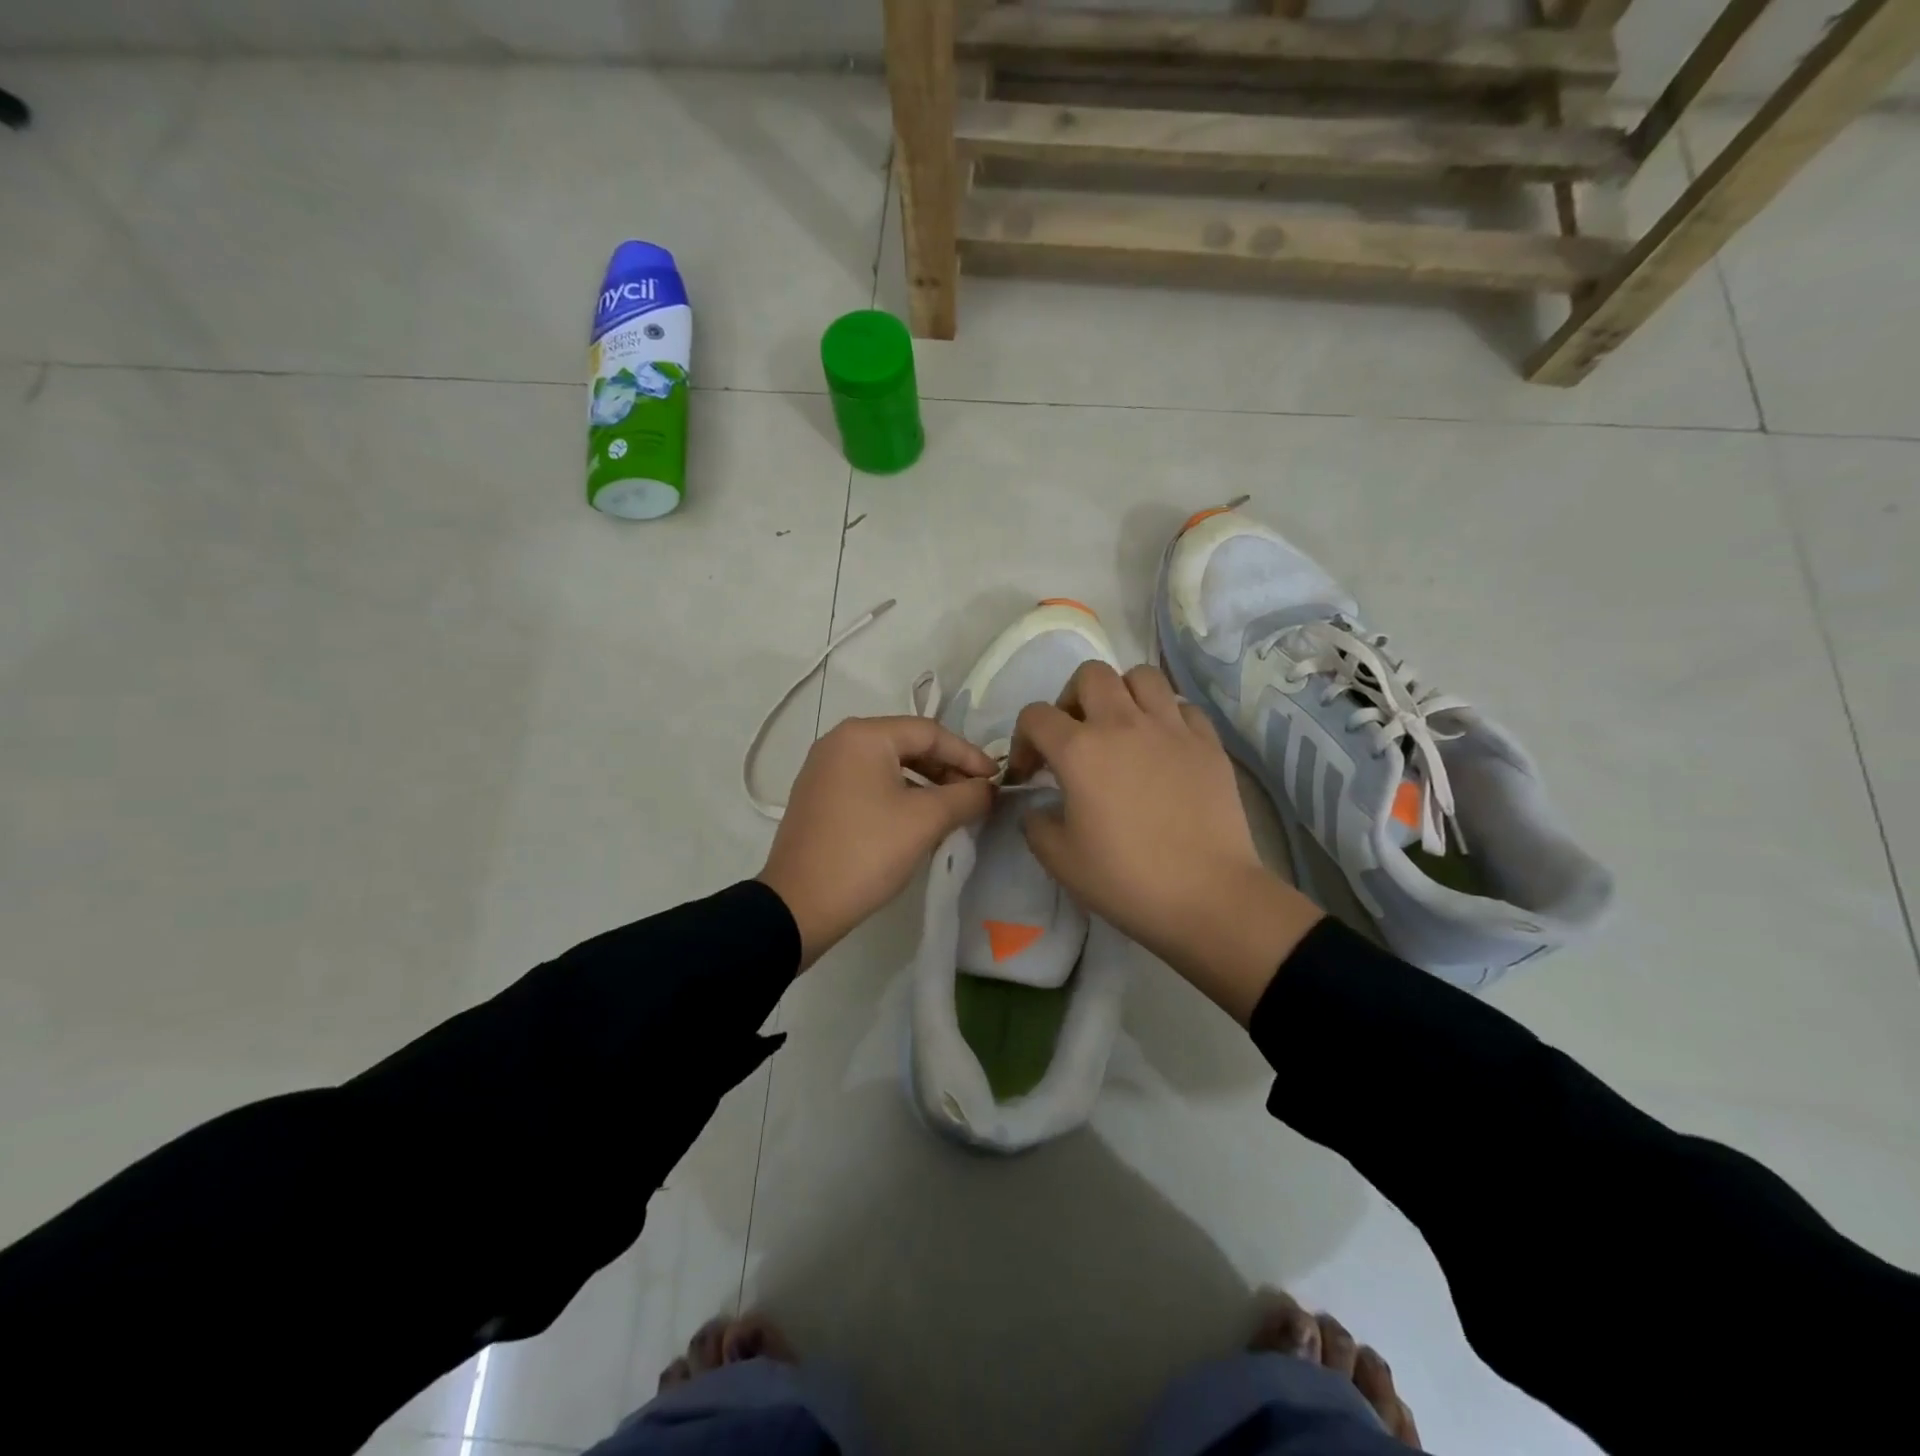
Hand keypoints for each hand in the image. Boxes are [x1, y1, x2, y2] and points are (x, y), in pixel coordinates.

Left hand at [759, 716, 996, 968]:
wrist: (799, 905)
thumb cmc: (866, 852)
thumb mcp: (925, 821)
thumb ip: (966, 796)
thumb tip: (989, 788)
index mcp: (863, 735)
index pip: (930, 732)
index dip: (968, 754)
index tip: (996, 779)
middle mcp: (839, 741)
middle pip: (907, 744)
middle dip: (947, 768)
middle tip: (977, 794)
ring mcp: (824, 769)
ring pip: (889, 765)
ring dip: (926, 783)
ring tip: (953, 809)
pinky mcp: (819, 796)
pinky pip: (869, 783)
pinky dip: (899, 794)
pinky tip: (918, 819)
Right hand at [1008, 663, 1321, 1022]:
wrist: (1208, 896)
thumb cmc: (1126, 879)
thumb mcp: (1060, 860)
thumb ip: (1036, 825)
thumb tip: (1040, 808)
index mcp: (1079, 750)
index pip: (1036, 716)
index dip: (1024, 740)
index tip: (1031, 774)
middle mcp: (1123, 724)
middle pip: (1090, 675)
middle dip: (1072, 698)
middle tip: (1075, 736)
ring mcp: (1171, 728)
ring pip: (1141, 676)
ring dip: (1123, 695)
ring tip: (1122, 729)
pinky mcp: (1208, 742)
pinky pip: (1182, 707)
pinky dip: (1167, 717)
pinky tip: (1164, 747)